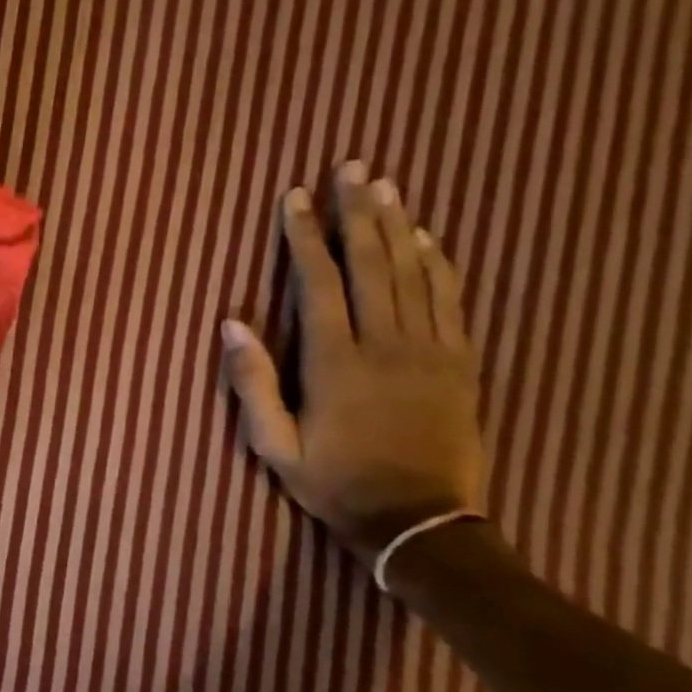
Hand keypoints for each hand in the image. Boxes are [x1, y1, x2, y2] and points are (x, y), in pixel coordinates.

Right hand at [220, 161, 485, 565]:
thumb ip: (251, 384)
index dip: (305, 235)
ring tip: (385, 185)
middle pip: (372, 263)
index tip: (296, 197)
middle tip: (351, 166)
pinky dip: (438, 263)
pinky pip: (450, 301)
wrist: (421, 525)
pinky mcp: (460, 364)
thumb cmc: (336, 483)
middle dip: (357, 211)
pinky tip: (427, 237)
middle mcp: (385, 344)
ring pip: (413, 273)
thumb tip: (230, 323)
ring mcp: (429, 352)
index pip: (318, 282)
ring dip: (397, 225)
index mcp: (335, 362)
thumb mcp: (274, 446)